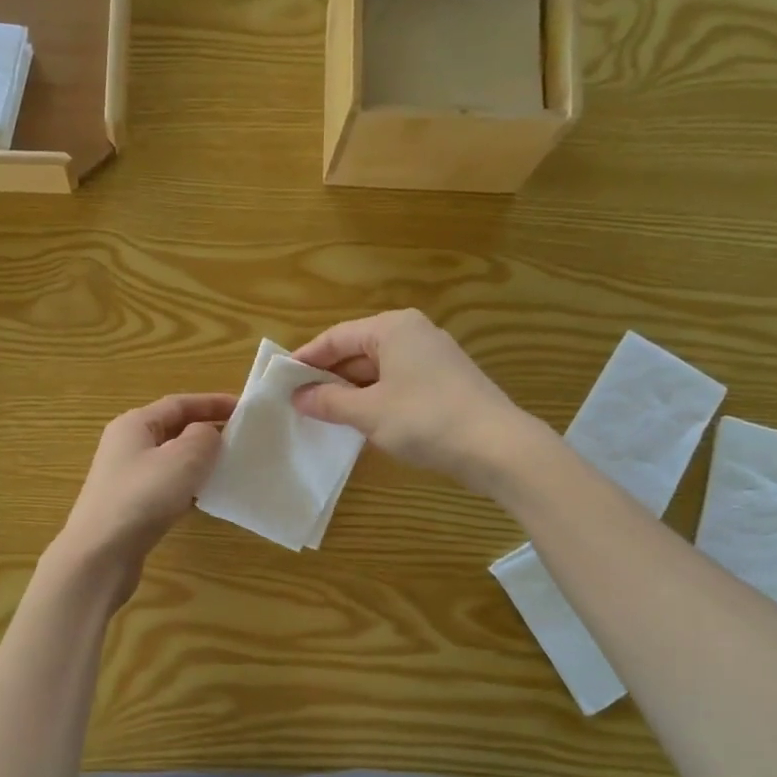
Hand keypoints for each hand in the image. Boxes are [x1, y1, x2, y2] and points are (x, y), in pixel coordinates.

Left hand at [55, 393, 236, 596]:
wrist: (100, 554)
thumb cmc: (142, 497)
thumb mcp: (182, 459)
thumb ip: (204, 437)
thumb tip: (207, 435)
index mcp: (135, 424)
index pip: (179, 403)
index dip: (213, 402)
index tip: (244, 409)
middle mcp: (126, 445)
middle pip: (173, 429)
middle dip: (207, 430)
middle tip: (242, 438)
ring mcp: (126, 477)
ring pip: (171, 460)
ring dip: (199, 461)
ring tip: (230, 466)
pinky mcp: (131, 506)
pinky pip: (166, 486)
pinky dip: (188, 486)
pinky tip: (206, 498)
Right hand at [290, 310, 530, 491]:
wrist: (497, 447)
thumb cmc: (425, 419)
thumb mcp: (368, 411)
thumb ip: (328, 401)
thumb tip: (297, 396)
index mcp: (392, 329)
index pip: (336, 337)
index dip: (306, 359)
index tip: (280, 379)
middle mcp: (413, 335)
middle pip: (357, 351)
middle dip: (327, 377)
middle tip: (297, 401)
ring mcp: (432, 360)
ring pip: (376, 371)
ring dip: (349, 392)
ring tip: (321, 415)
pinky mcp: (443, 385)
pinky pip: (395, 385)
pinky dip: (373, 400)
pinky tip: (359, 423)